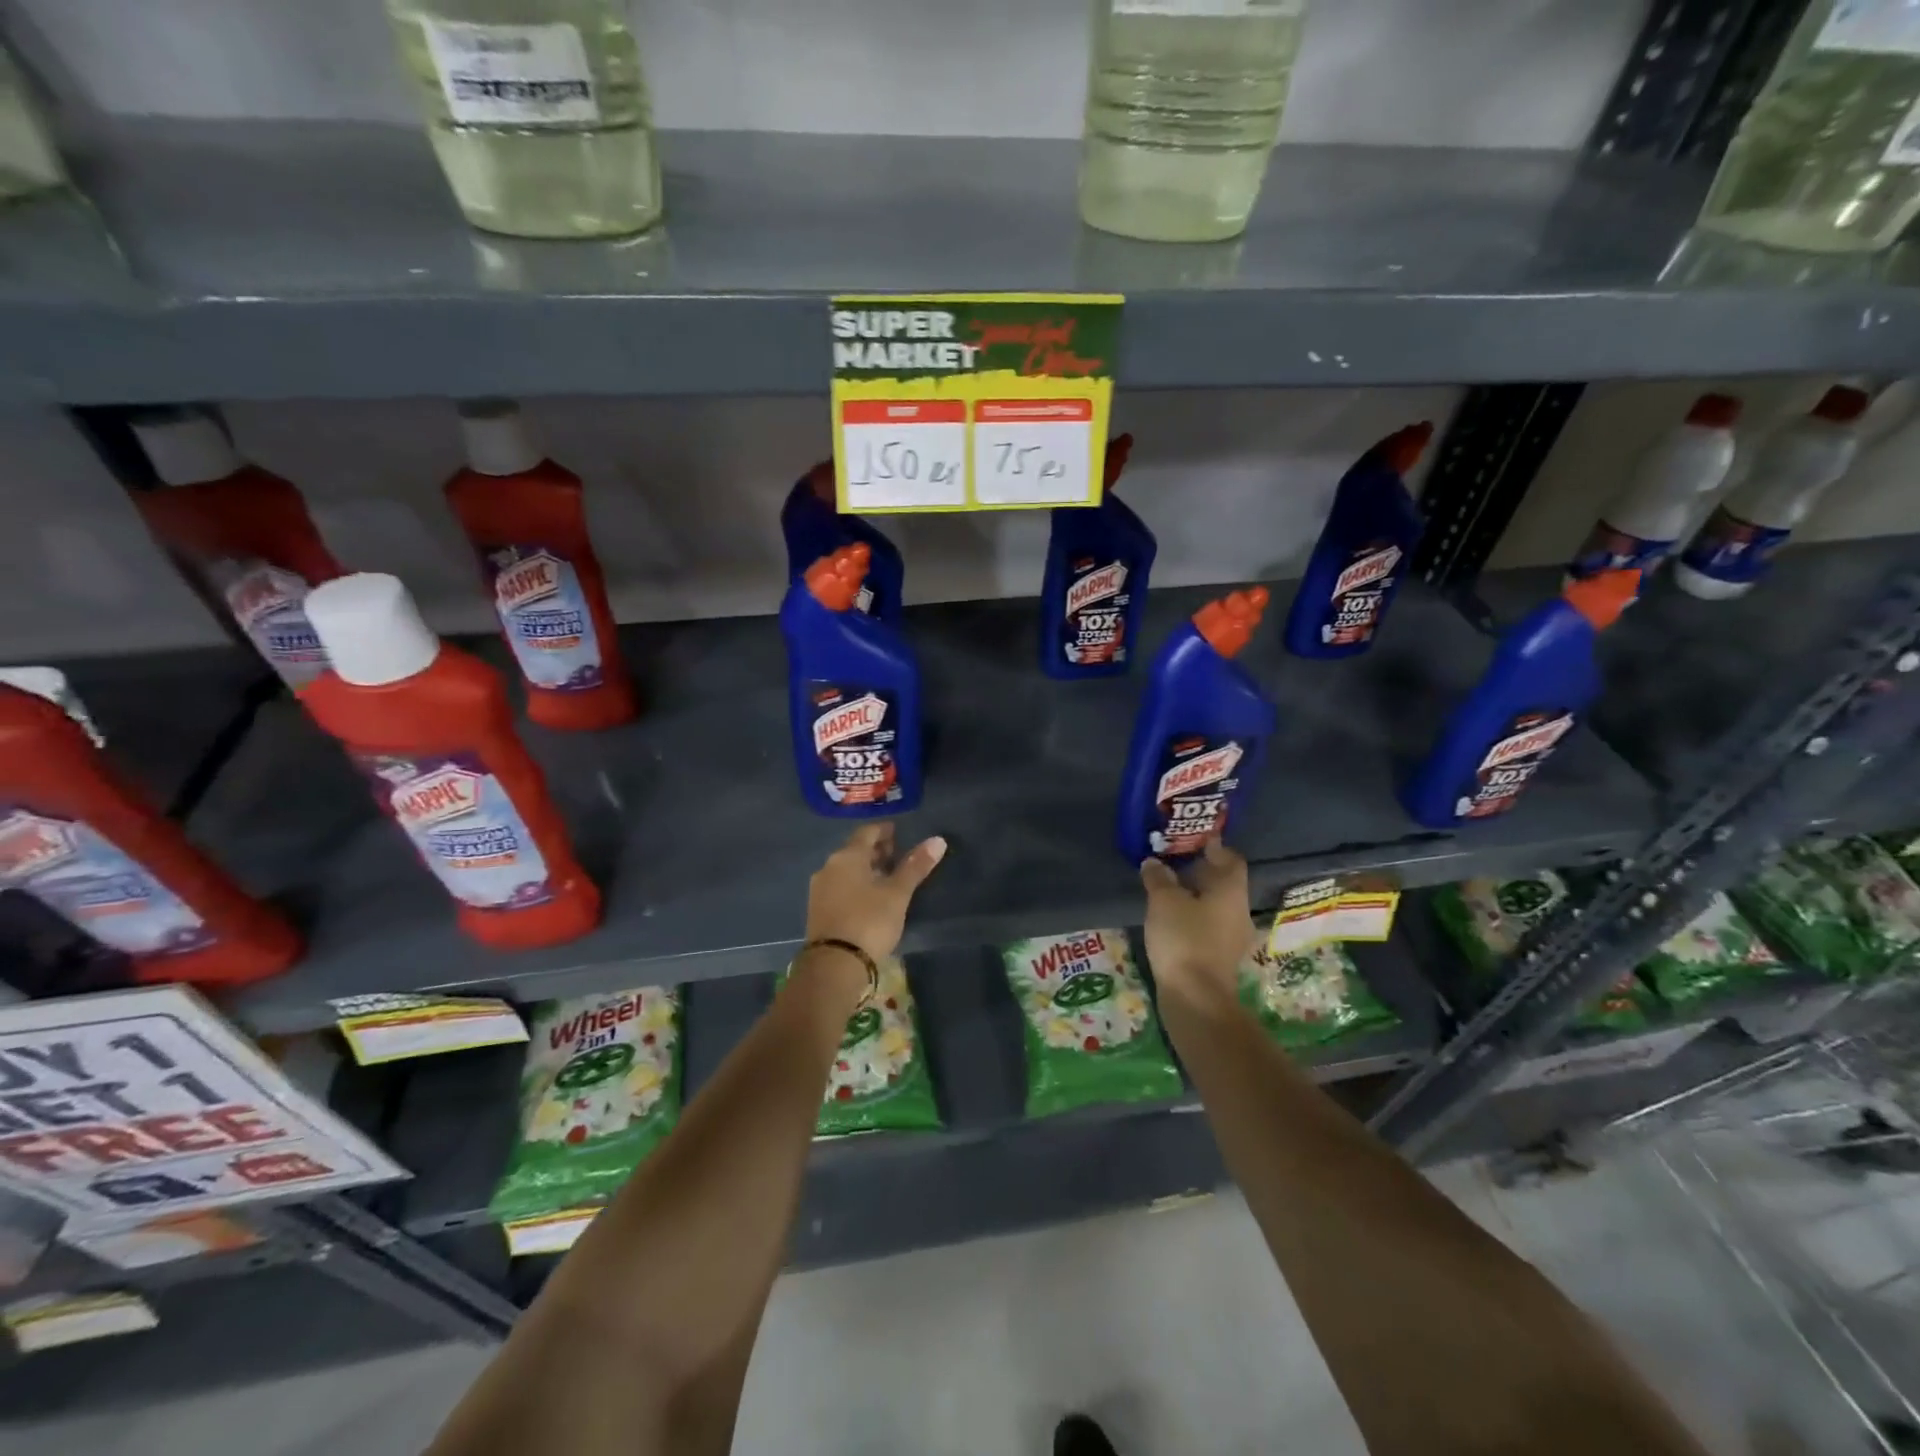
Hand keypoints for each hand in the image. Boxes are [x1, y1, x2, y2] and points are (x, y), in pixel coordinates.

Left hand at [806, 824, 947, 961]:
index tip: (899, 832)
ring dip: (865, 868)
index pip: (867, 832)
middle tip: (896, 854)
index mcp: (847, 856)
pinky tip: (869, 897)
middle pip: (854, 850)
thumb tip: (938, 840)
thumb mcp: (897, 894)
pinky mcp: (817, 910)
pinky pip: (839, 886)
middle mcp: (829, 867)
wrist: (834, 965)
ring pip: (846, 869)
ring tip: (886, 877)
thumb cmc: (869, 921)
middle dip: (875, 850)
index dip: (884, 830)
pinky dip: (855, 884)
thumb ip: (915, 866)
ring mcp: (819, 889)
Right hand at [1140, 839, 1254, 1003]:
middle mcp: (1239, 911)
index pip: (1231, 859)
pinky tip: (1170, 919)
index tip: (1191, 840)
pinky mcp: (1219, 958)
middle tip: (1172, 862)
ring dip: (1195, 896)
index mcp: (1231, 892)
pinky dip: (1193, 917)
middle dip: (1200, 871)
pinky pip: (1208, 926)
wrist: (1195, 998)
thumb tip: (1154, 862)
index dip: (1214, 847)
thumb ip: (1159, 878)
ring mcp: (1231, 938)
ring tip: (1167, 890)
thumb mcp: (1163, 901)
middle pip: (1223, 883)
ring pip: (1215, 906)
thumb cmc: (1184, 939)